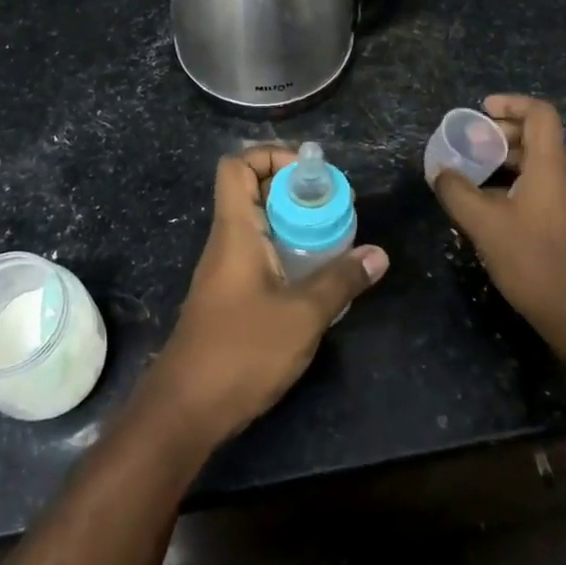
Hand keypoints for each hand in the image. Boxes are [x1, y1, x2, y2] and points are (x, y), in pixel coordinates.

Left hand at [139, 146, 387, 450]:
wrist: (187, 408)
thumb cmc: (242, 351)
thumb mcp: (302, 315)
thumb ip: (340, 281)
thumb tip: (378, 254)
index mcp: (235, 230)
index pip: (237, 166)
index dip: (271, 156)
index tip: (311, 174)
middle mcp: (226, 241)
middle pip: (252, 191)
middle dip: (294, 190)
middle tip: (335, 207)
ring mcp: (226, 270)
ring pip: (259, 226)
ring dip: (294, 224)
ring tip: (335, 238)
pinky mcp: (230, 297)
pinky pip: (260, 256)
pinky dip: (287, 253)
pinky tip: (317, 279)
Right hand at [431, 94, 565, 349]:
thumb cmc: (533, 262)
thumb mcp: (484, 224)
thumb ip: (456, 192)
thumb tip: (440, 172)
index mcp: (551, 166)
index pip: (540, 113)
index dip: (511, 103)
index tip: (481, 110)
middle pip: (537, 136)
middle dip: (501, 132)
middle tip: (468, 143)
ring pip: (537, 163)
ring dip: (505, 159)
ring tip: (471, 172)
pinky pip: (540, 185)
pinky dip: (514, 181)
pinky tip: (489, 204)